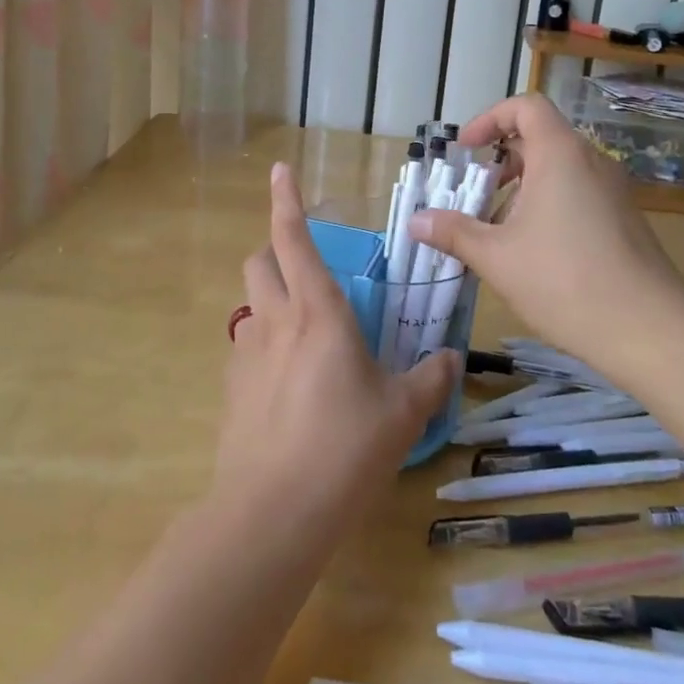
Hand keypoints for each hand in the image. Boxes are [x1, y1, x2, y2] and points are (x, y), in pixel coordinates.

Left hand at [216, 162, 459, 534]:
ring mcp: (247, 355)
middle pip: (259, 262)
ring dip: (269, 298)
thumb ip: (430, 380)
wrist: (273, 512)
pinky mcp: (232, 389)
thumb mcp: (402, 413)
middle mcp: (276, 321)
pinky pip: (245, 347)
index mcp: (319, 312)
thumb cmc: (345, 448)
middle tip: (304, 267)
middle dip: (275, 250)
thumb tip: (452, 359)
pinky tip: (286, 383)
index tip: (280, 170)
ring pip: (249, 304)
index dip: (286, 200)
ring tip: (301, 329)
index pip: (294, 239)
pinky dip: (263, 345)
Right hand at [409, 93, 683, 363]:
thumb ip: (453, 232)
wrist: (651, 332)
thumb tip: (414, 221)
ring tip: (497, 230)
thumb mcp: (496, 257)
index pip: (526, 107)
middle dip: (501, 161)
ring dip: (523, 188)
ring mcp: (614, 192)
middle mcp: (591, 162)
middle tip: (475, 194)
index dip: (490, 118)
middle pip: (541, 138)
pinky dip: (548, 205)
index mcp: (561, 154)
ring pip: (560, 169)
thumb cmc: (565, 281)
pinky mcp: (625, 220)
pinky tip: (533, 252)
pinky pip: (579, 194)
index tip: (466, 149)